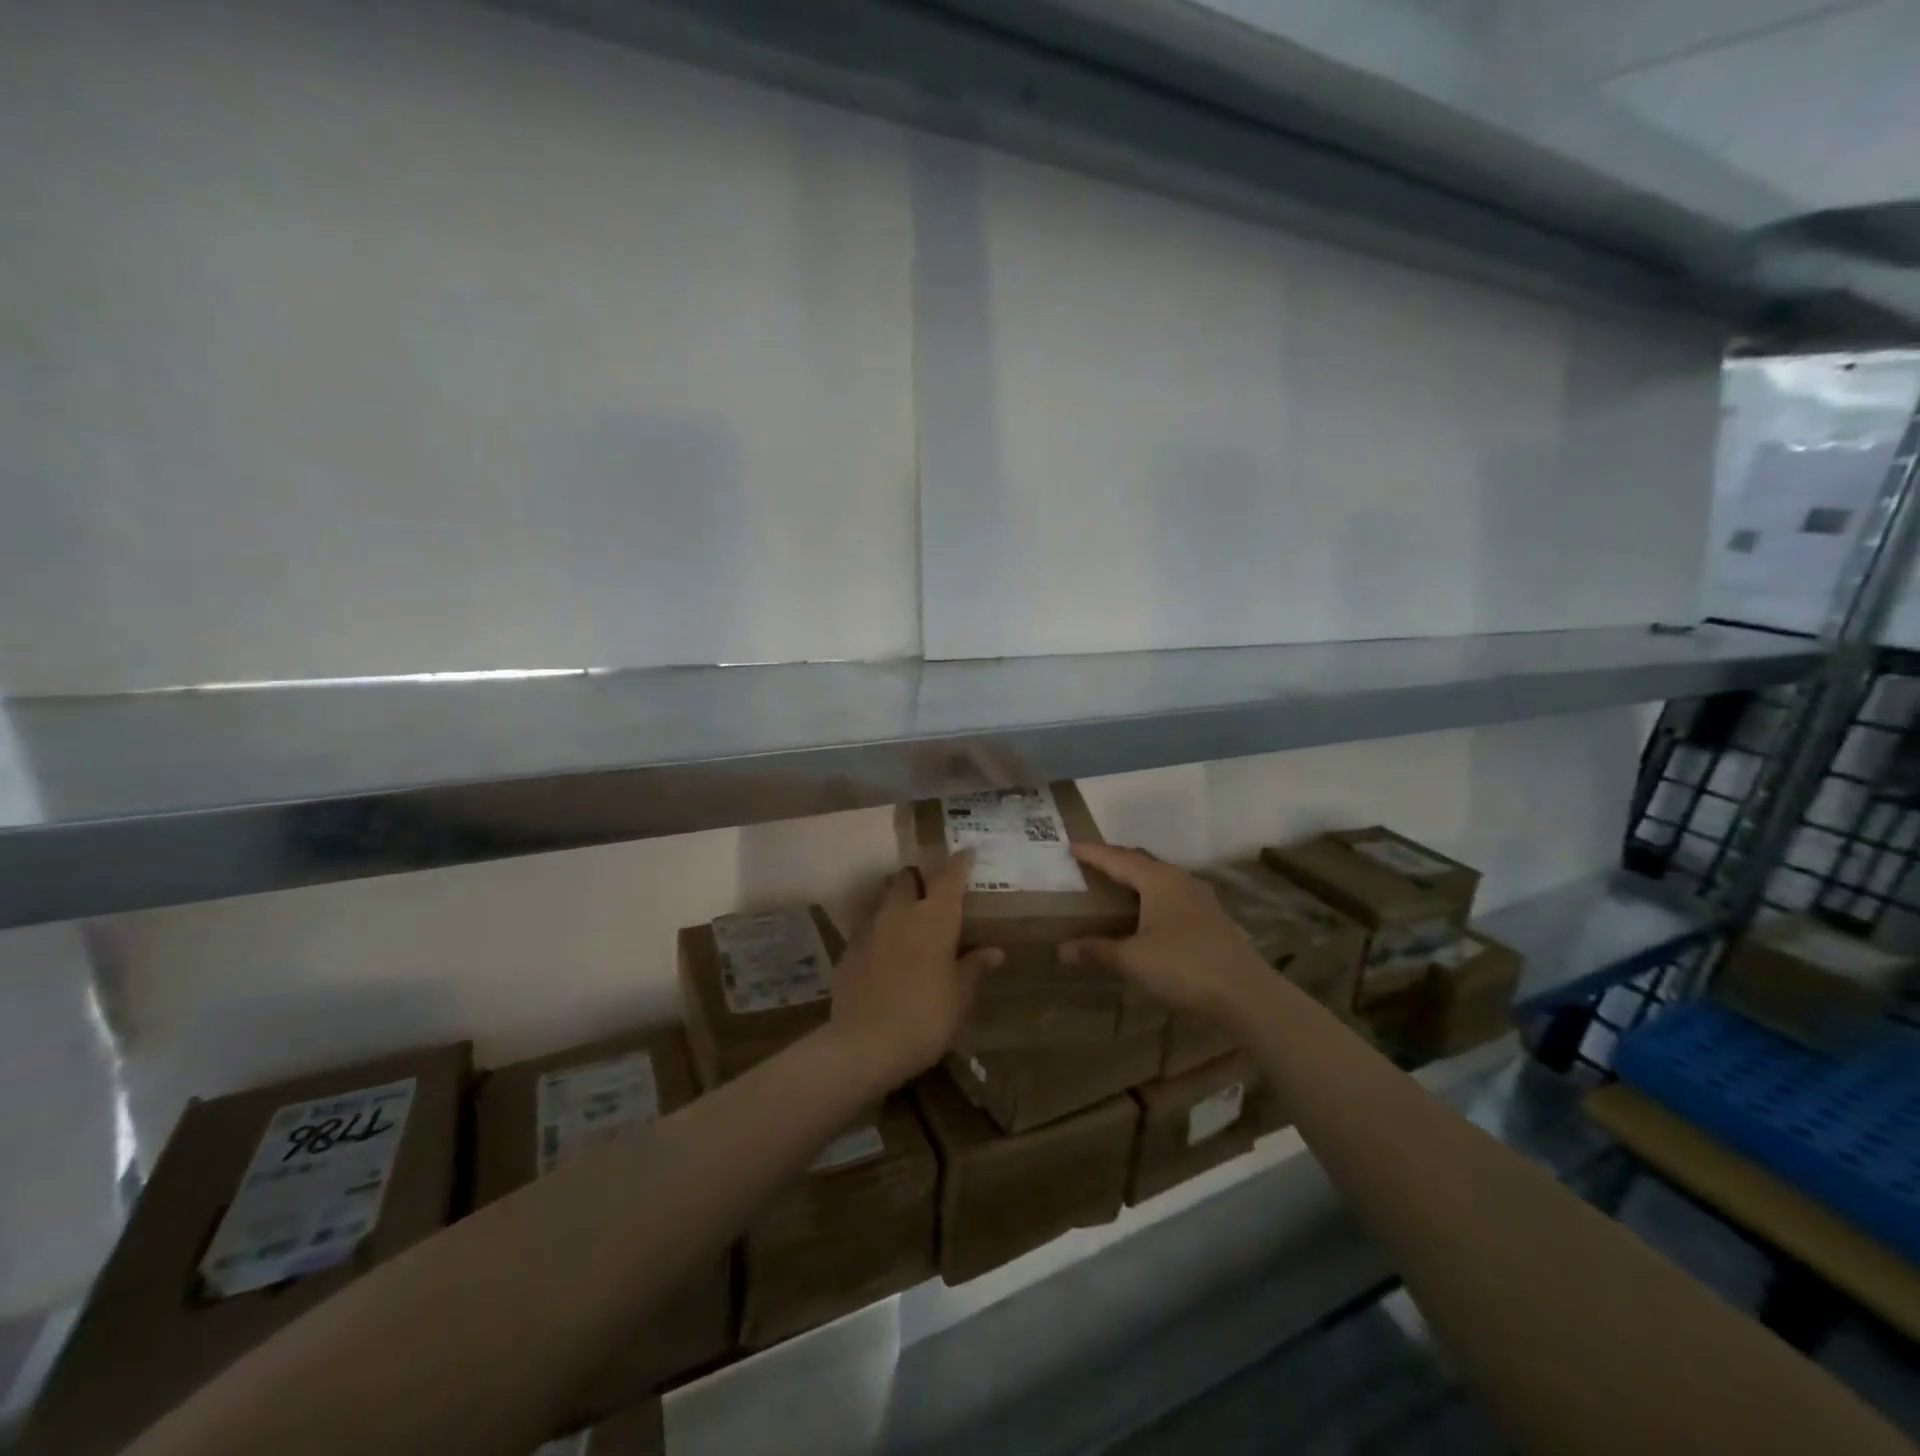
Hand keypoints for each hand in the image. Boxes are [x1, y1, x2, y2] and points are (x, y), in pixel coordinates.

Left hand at [830, 852, 1002, 1086]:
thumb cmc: (926, 1016)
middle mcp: (899, 913)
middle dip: (919, 878)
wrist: (864, 1044)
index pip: (949, 876)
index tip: (967, 854)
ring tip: (911, 925)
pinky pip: (868, 930)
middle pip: (906, 877)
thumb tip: (993, 951)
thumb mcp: (960, 995)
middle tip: (933, 894)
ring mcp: (869, 930)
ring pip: (884, 901)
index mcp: (933, 917)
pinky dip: (881, 934)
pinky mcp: (848, 952)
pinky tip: (888, 958)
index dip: (959, 862)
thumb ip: (974, 967)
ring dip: (898, 904)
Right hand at [1059, 844, 1270, 1021]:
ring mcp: (1200, 898)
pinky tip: (1147, 914)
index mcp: (1158, 879)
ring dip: (1136, 879)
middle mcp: (1180, 880)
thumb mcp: (1133, 959)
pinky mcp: (1211, 918)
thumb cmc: (1184, 966)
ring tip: (1115, 885)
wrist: (1246, 994)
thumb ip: (1098, 951)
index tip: (1071, 845)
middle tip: (1090, 863)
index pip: (1117, 858)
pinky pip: (1172, 895)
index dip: (1092, 852)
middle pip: (1141, 862)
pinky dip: (1151, 897)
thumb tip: (1062, 949)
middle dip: (1115, 860)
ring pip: (1159, 878)